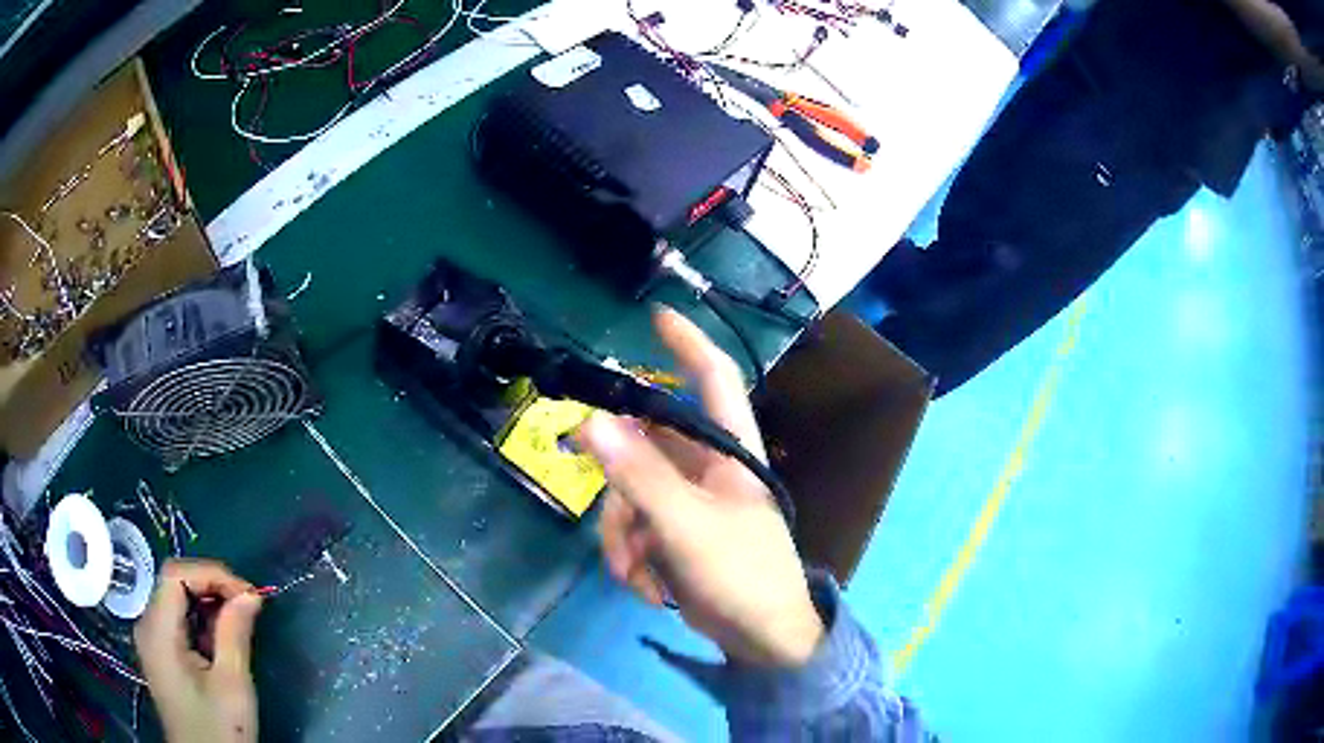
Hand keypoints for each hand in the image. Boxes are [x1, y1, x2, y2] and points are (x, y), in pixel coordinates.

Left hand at [134, 559, 263, 742]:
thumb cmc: (219, 730)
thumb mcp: (233, 685)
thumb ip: (235, 633)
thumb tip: (250, 594)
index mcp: (157, 631)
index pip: (175, 574)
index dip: (211, 574)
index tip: (249, 594)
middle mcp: (147, 626)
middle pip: (174, 583)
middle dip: (213, 587)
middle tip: (249, 607)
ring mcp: (152, 640)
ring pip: (176, 600)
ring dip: (209, 604)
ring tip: (240, 623)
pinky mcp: (160, 653)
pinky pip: (178, 620)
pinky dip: (201, 621)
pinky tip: (222, 640)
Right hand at [577, 308, 823, 666]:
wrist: (758, 637)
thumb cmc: (741, 573)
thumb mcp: (686, 525)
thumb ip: (639, 475)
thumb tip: (590, 422)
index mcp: (729, 450)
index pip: (712, 379)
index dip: (688, 343)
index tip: (656, 316)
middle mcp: (706, 466)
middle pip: (645, 442)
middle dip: (619, 475)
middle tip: (584, 474)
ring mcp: (686, 501)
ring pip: (629, 490)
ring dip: (621, 533)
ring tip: (634, 570)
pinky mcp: (671, 532)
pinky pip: (632, 526)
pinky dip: (630, 555)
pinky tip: (644, 586)